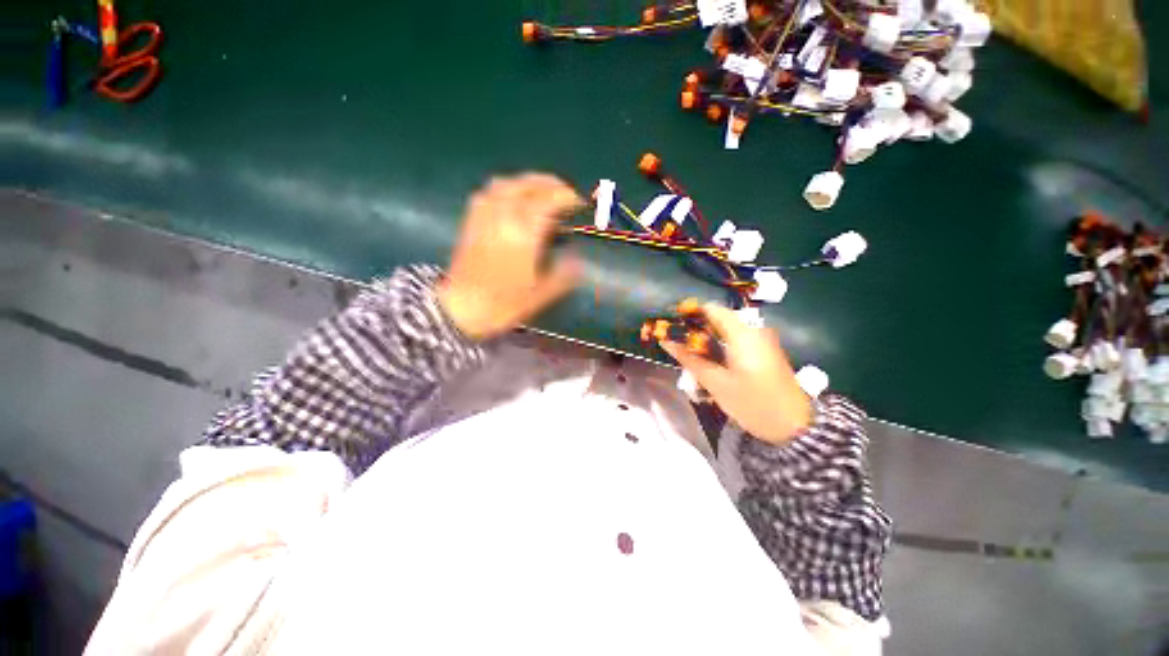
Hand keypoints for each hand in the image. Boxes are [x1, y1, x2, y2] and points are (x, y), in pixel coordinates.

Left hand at [438, 174, 584, 340]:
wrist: (462, 309)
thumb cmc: (503, 303)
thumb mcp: (541, 294)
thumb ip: (563, 274)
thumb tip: (577, 258)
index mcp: (523, 233)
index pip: (549, 200)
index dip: (568, 197)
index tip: (580, 203)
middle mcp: (503, 215)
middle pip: (528, 184)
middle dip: (551, 184)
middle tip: (567, 193)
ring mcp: (484, 214)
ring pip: (508, 183)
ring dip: (529, 182)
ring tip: (543, 192)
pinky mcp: (472, 219)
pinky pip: (491, 191)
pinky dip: (509, 187)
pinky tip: (515, 199)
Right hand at [660, 303, 812, 443]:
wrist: (795, 426)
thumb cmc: (753, 403)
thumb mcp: (716, 383)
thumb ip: (689, 359)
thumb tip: (666, 341)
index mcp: (742, 334)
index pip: (711, 309)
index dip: (689, 313)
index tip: (671, 324)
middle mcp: (754, 330)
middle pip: (717, 319)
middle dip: (695, 329)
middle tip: (676, 344)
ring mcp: (761, 340)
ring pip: (725, 331)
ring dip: (706, 340)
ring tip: (688, 355)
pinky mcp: (764, 351)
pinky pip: (735, 340)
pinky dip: (719, 347)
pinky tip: (709, 363)